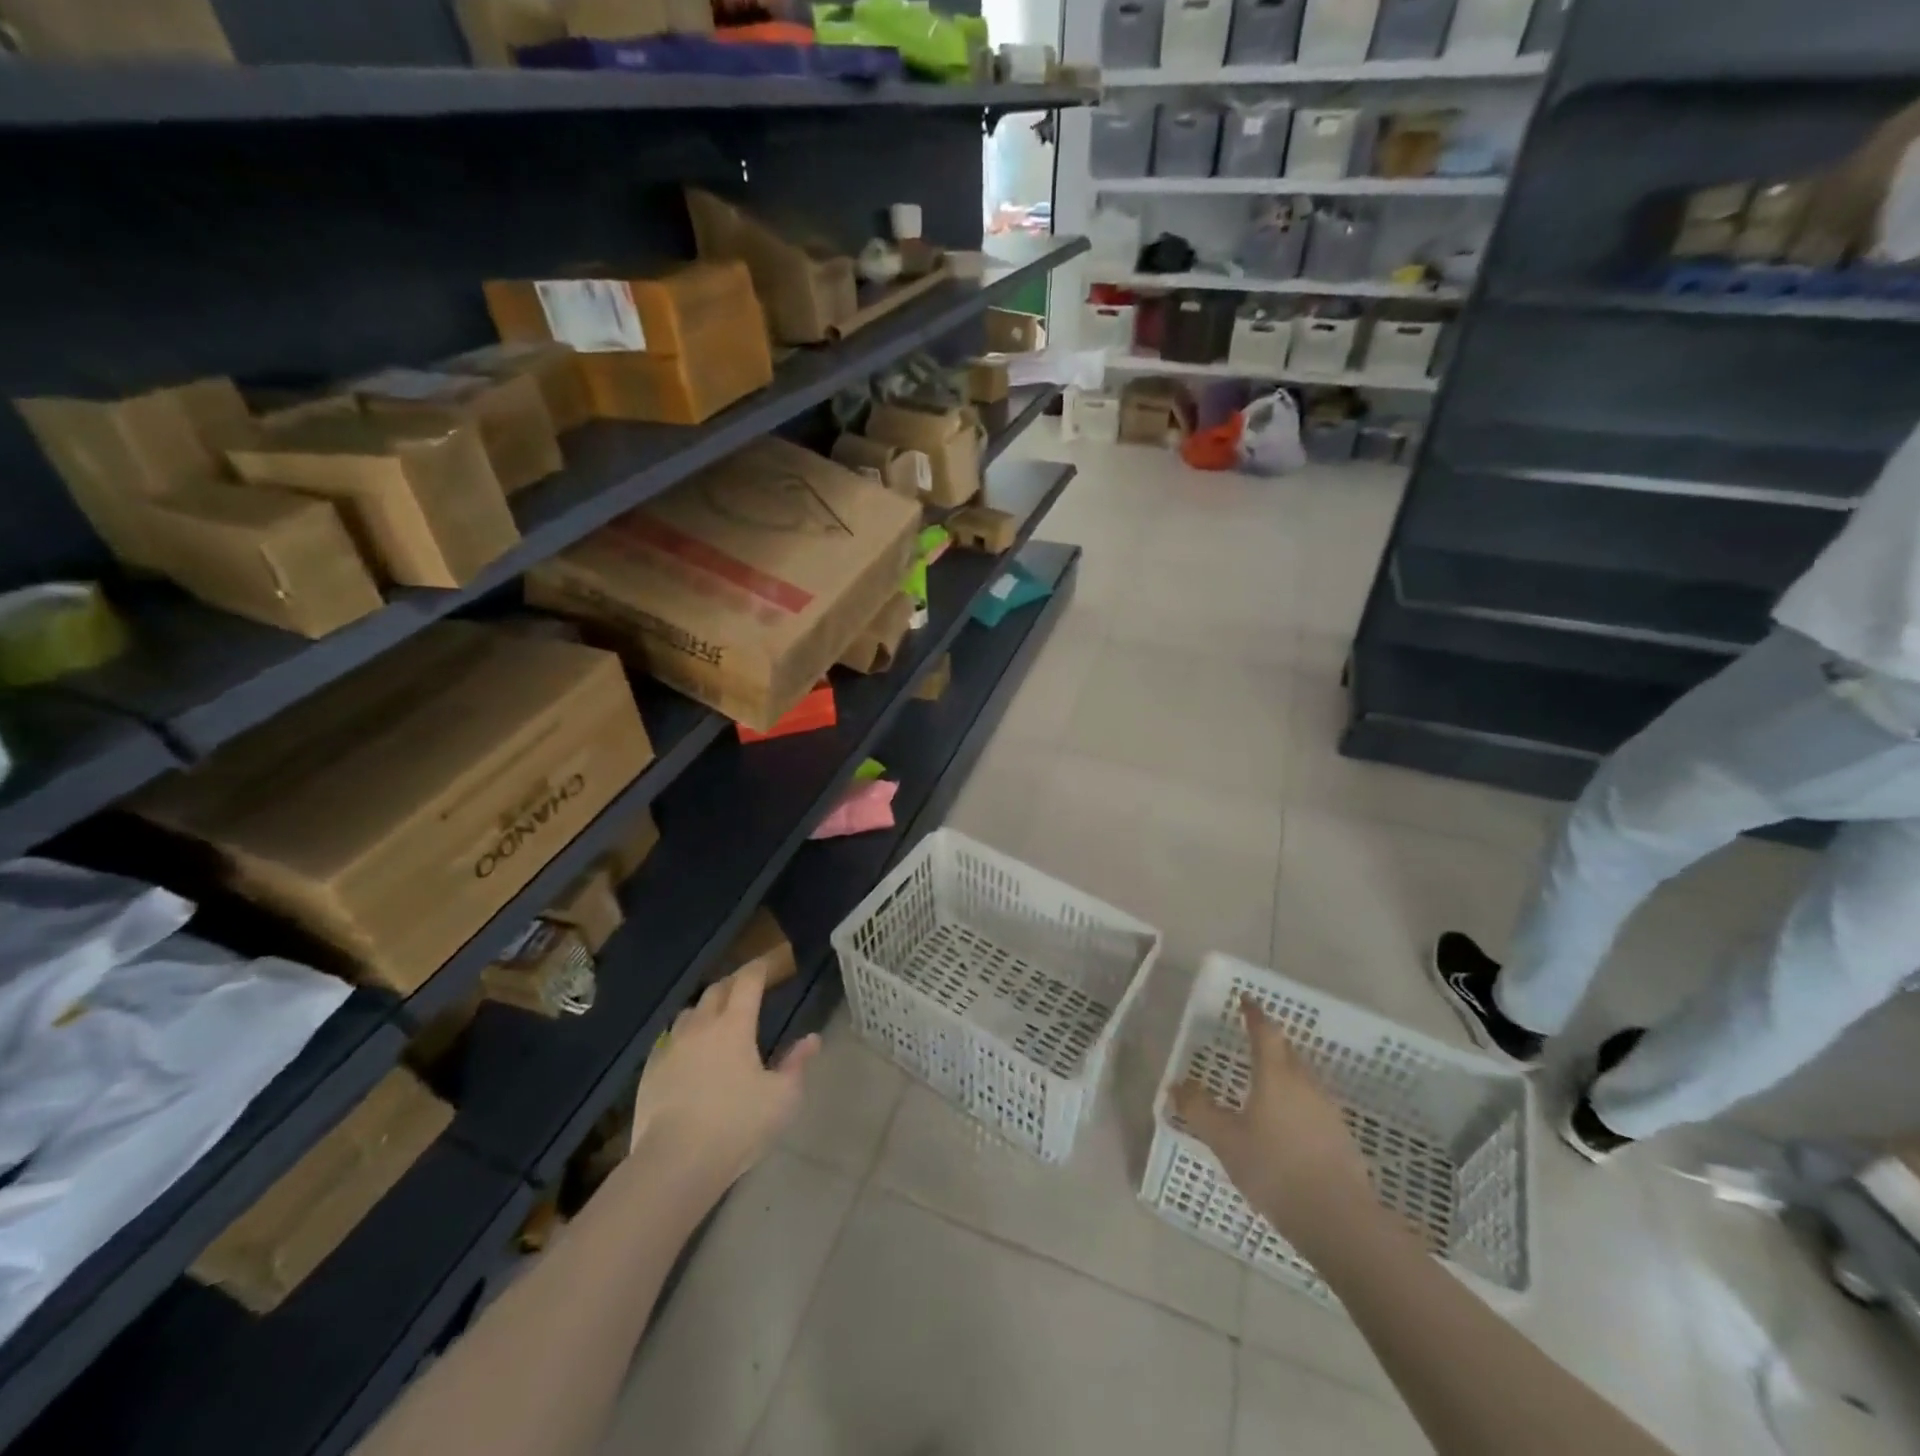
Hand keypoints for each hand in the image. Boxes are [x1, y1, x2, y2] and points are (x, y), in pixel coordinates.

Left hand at [629, 964, 819, 1199]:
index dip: (759, 968)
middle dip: (733, 984)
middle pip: (716, 990)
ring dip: (706, 1009)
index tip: (768, 965)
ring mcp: (671, 1048)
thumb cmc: (737, 1125)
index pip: (748, 981)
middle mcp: (701, 1027)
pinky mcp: (650, 1072)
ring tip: (717, 1020)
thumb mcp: (782, 1098)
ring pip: (690, 1013)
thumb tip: (812, 1039)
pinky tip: (689, 1054)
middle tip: (747, 990)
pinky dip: (684, 1037)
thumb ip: (797, 1064)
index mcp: (735, 1025)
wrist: (675, 1163)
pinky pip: (669, 1041)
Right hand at [1170, 998, 1376, 1259]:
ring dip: (1283, 1071)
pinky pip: (1312, 1104)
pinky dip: (1295, 1100)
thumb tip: (1177, 1085)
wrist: (1340, 1221)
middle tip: (1251, 1038)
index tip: (1245, 1000)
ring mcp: (1327, 1110)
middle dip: (1269, 1041)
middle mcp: (1304, 1084)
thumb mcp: (1225, 1140)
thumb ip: (1199, 1110)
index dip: (1253, 1014)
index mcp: (1275, 1075)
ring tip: (1264, 1081)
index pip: (1264, 1031)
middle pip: (1287, 1051)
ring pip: (1301, 1078)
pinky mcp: (1340, 1137)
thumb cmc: (1275, 1169)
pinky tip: (1285, 1122)